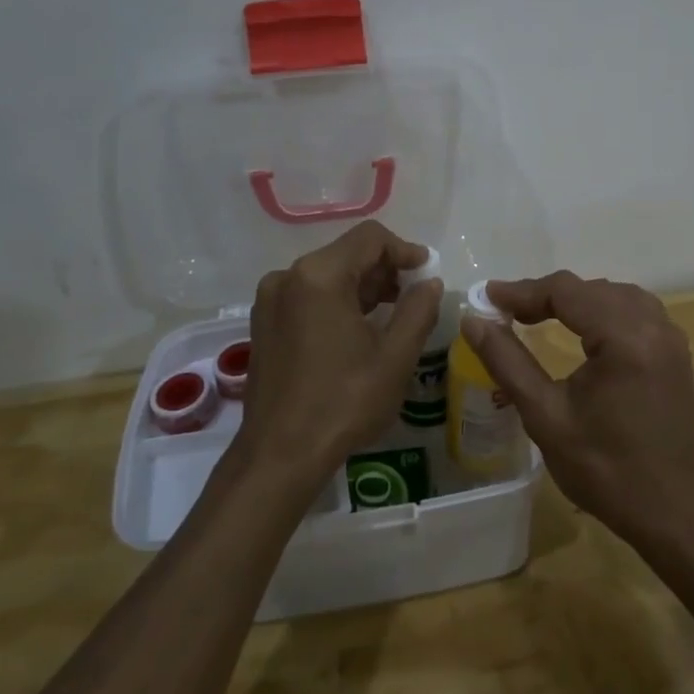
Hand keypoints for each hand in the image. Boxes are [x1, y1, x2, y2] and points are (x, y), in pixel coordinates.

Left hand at [238, 221, 442, 488]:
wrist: (278, 455)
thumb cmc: (342, 402)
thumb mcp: (395, 357)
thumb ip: (418, 310)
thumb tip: (430, 283)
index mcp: (319, 276)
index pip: (370, 238)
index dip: (404, 250)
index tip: (427, 272)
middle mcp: (288, 277)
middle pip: (346, 253)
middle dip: (384, 269)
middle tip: (413, 296)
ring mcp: (270, 300)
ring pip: (327, 274)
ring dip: (362, 285)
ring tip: (391, 313)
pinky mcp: (264, 323)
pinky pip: (308, 295)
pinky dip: (337, 300)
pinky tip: (357, 328)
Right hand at [460, 271, 693, 544]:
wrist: (671, 513)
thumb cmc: (604, 470)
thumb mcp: (545, 416)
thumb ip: (507, 361)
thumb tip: (472, 321)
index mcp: (625, 338)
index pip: (566, 292)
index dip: (523, 291)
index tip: (488, 297)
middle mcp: (653, 325)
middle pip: (590, 289)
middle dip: (546, 295)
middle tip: (506, 313)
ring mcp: (670, 337)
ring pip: (613, 294)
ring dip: (575, 299)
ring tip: (537, 315)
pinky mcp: (675, 351)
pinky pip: (634, 310)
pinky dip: (602, 309)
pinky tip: (582, 328)